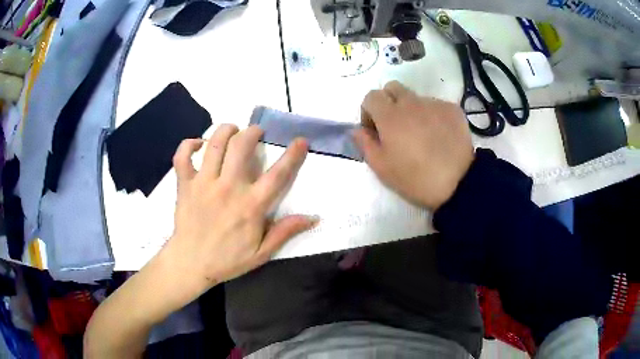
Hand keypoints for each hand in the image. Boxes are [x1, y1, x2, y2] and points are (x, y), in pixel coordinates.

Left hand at [162, 125, 315, 299]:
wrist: (190, 264)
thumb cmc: (227, 260)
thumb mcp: (262, 253)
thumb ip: (285, 231)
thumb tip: (313, 217)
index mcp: (250, 205)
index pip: (278, 174)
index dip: (293, 155)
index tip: (301, 140)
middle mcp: (228, 188)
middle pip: (241, 146)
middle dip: (252, 132)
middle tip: (256, 132)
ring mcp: (203, 183)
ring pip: (214, 144)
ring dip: (226, 131)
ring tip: (232, 130)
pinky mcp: (185, 184)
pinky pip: (182, 156)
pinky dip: (189, 144)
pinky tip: (198, 144)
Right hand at [353, 81, 473, 209]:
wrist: (458, 183)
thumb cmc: (415, 179)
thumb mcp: (382, 168)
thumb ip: (365, 144)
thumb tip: (358, 129)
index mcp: (390, 116)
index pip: (371, 96)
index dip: (368, 111)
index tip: (374, 129)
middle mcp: (411, 102)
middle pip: (392, 87)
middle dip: (388, 101)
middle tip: (395, 125)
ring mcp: (434, 104)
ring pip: (416, 97)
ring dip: (412, 110)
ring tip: (422, 134)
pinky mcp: (452, 109)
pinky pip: (436, 105)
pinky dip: (432, 116)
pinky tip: (439, 135)